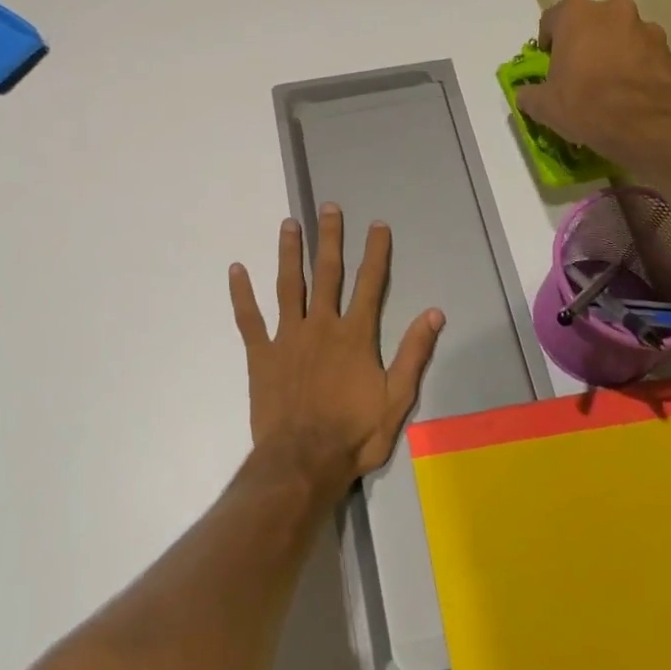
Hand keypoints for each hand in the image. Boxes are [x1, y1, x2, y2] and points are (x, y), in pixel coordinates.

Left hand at [229, 204, 444, 498]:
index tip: (377, 224)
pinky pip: (249, 318)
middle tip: (327, 207)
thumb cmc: (354, 434)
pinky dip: (241, 293)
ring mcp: (288, 337)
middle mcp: (321, 325)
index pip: (370, 283)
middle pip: (327, 273)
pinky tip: (236, 269)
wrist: (303, 463)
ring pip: (288, 285)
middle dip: (329, 238)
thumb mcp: (397, 399)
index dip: (375, 252)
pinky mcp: (261, 355)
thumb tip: (434, 312)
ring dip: (288, 252)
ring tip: (288, 223)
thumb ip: (414, 353)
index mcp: (355, 335)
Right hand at [515, 0, 670, 170]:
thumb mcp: (543, 106)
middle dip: (584, 44)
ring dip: (613, 55)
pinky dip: (637, 70)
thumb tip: (527, 95)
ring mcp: (647, 29)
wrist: (647, 125)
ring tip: (609, 89)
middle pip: (591, 24)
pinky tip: (631, 98)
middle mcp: (614, 10)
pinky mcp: (670, 52)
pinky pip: (645, 57)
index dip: (548, 44)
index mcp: (577, 14)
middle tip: (579, 76)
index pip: (552, 19)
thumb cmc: (585, 104)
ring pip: (621, 38)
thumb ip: (530, 94)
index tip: (549, 67)